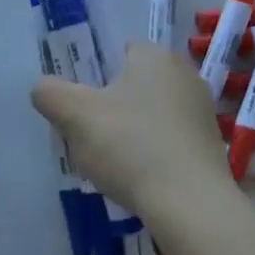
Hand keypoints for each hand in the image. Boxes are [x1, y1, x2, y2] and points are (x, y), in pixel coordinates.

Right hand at [31, 43, 234, 223]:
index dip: (93, 73)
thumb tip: (43, 89)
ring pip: (151, 112)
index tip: (79, 102)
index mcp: (155, 56)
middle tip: (88, 132)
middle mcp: (185, 74)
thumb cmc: (130, 147)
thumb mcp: (74, 116)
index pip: (118, 50)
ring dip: (131, 130)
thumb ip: (50, 93)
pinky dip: (152, 152)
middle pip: (134, 83)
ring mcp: (202, 111)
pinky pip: (169, 139)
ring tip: (110, 160)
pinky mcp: (211, 145)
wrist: (190, 205)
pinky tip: (137, 176)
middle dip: (111, 104)